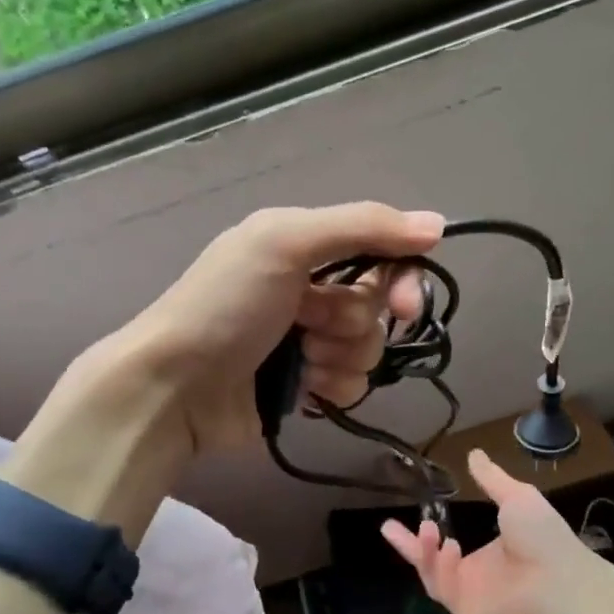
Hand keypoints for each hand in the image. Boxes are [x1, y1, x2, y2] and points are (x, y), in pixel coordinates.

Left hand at [113, 203, 444, 452]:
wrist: (174, 387)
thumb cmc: (226, 306)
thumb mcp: (285, 243)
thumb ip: (363, 226)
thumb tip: (439, 225)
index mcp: (304, 246)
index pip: (381, 252)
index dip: (401, 278)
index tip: (406, 306)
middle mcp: (311, 289)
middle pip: (378, 305)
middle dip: (352, 322)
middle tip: (314, 328)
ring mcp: (309, 341)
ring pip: (369, 349)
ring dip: (340, 357)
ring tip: (299, 360)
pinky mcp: (307, 386)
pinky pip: (353, 385)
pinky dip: (332, 387)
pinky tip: (302, 388)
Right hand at [380, 450, 613, 613]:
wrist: (560, 581)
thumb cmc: (543, 538)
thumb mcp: (516, 498)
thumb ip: (492, 479)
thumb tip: (474, 454)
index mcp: (492, 556)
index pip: (452, 547)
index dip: (431, 534)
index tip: (416, 516)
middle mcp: (479, 579)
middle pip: (434, 565)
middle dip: (411, 547)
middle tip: (387, 526)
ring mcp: (473, 598)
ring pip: (433, 578)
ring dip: (424, 553)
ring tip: (427, 530)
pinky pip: (443, 590)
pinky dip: (439, 567)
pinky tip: (448, 547)